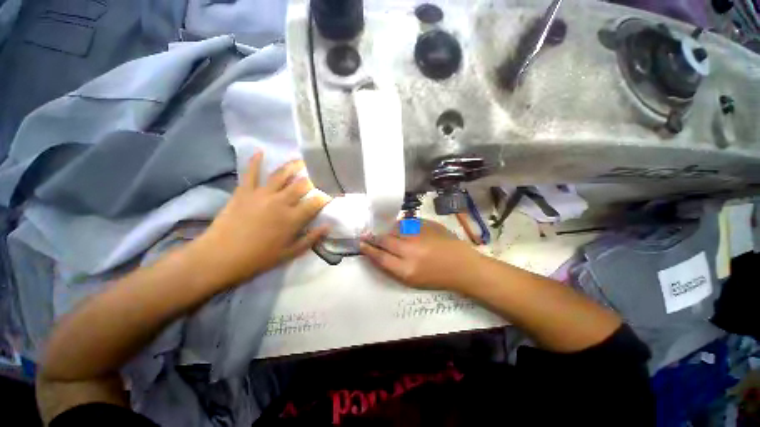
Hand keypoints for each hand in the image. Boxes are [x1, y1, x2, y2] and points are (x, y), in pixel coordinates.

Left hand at [189, 153, 329, 288]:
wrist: (220, 257)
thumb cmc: (258, 258)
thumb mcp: (290, 253)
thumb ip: (311, 239)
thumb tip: (328, 226)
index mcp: (293, 218)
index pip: (316, 202)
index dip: (327, 196)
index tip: (333, 192)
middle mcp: (280, 202)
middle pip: (302, 185)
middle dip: (314, 179)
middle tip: (320, 175)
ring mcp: (261, 194)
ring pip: (281, 175)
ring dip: (293, 166)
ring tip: (301, 161)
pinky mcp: (244, 191)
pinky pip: (250, 173)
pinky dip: (254, 162)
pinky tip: (260, 152)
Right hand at [360, 220, 482, 290]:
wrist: (461, 265)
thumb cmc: (436, 277)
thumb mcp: (412, 279)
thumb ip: (393, 265)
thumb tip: (379, 251)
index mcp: (406, 269)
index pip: (380, 257)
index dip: (368, 250)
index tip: (361, 244)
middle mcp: (410, 250)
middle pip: (384, 240)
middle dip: (373, 237)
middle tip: (367, 234)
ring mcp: (418, 235)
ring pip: (394, 228)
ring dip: (386, 230)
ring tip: (385, 232)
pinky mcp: (426, 224)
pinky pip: (406, 222)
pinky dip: (400, 225)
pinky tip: (401, 228)